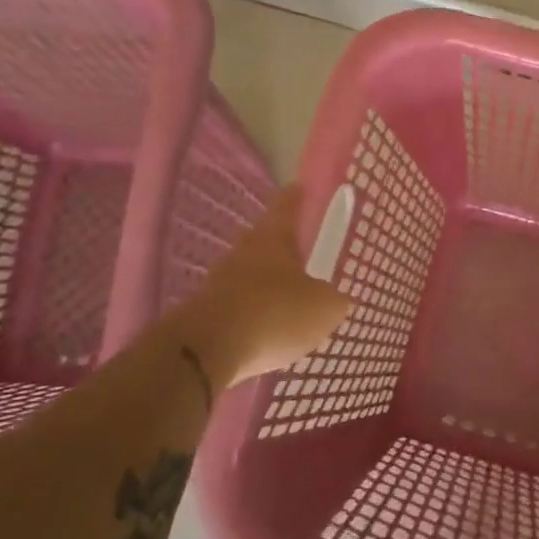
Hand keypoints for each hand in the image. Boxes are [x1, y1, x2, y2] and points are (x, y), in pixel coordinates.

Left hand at [178, 187, 349, 383]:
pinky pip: (236, 307)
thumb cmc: (275, 314)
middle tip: (299, 253)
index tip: (299, 187)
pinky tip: (264, 331)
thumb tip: (334, 299)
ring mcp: (218, 283)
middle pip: (261, 240)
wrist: (206, 351)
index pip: (285, 207)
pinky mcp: (203, 315)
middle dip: (279, 245)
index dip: (295, 197)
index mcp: (273, 240)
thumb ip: (333, 300)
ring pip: (246, 275)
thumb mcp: (324, 309)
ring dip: (263, 284)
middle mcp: (242, 254)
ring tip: (286, 301)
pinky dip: (250, 314)